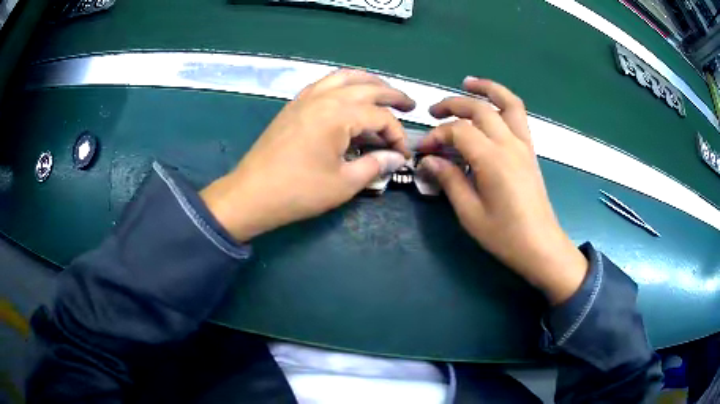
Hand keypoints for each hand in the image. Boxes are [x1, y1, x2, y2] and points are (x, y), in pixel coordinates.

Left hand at [201, 69, 413, 241]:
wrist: (252, 194)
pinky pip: (324, 84)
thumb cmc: (298, 191)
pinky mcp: (294, 105)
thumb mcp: (344, 183)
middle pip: (367, 87)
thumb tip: (396, 157)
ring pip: (344, 77)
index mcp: (338, 114)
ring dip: (368, 82)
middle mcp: (324, 97)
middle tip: (410, 105)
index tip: (402, 155)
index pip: (380, 117)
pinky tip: (348, 94)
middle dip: (392, 96)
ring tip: (384, 91)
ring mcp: (306, 98)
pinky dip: (343, 84)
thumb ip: (375, 165)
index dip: (397, 135)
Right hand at [418, 77, 586, 303]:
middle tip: (433, 111)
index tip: (424, 150)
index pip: (459, 131)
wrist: (540, 245)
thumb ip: (449, 180)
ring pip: (507, 102)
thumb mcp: (470, 213)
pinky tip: (491, 106)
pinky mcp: (529, 150)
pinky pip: (518, 116)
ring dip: (486, 89)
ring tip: (467, 83)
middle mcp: (509, 144)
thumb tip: (429, 160)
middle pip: (479, 109)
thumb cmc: (504, 235)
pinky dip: (503, 102)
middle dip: (452, 105)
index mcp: (492, 160)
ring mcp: (523, 145)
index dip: (437, 135)